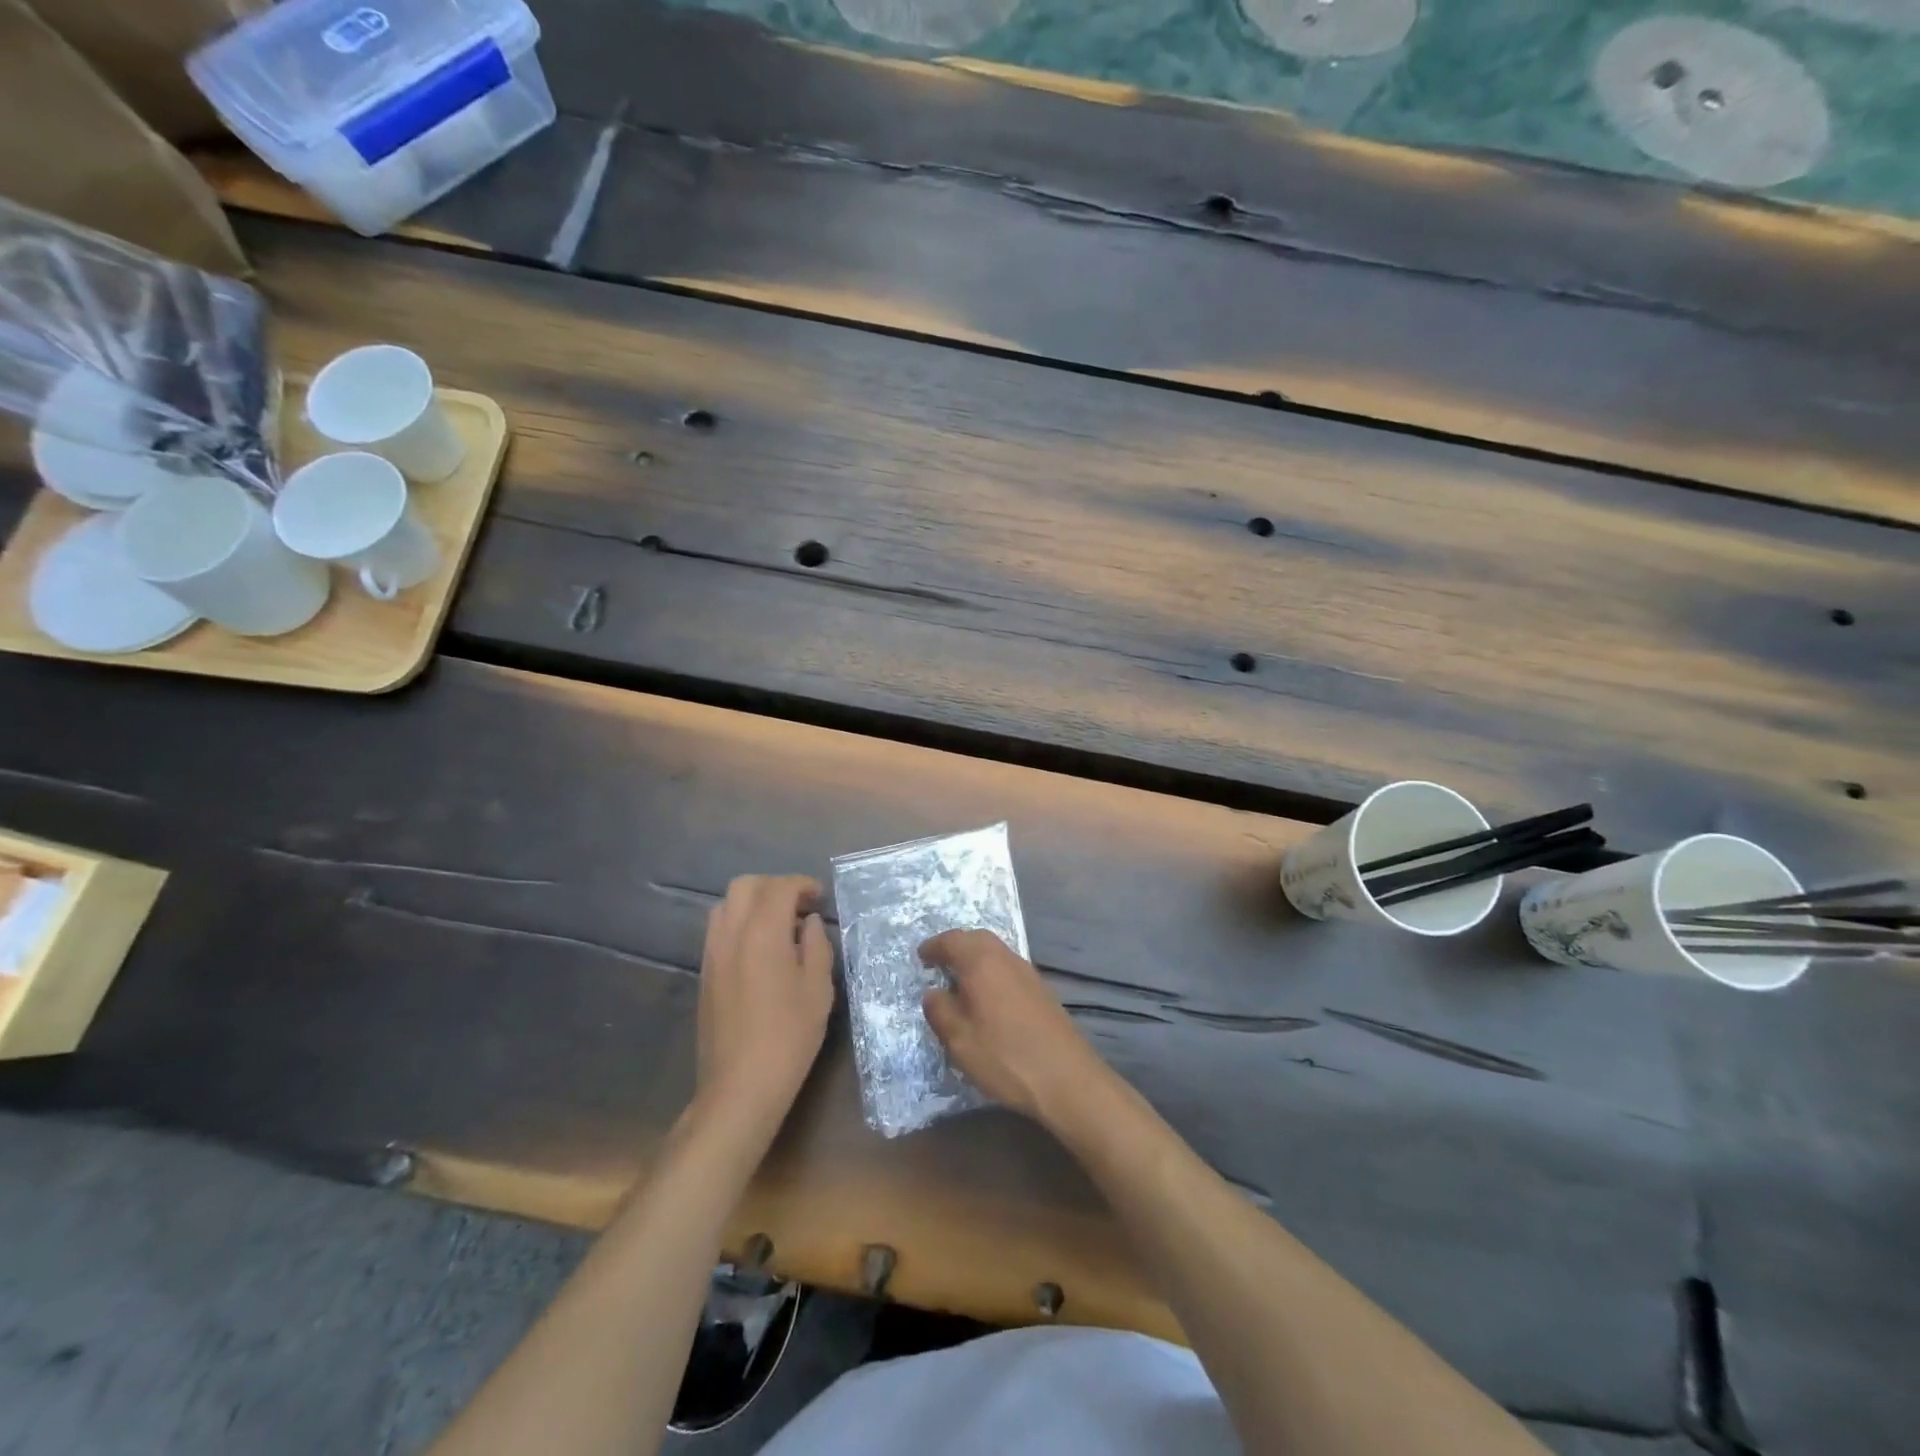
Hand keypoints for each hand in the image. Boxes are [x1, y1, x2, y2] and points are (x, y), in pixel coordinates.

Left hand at [697, 875, 834, 1130]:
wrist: (740, 1085)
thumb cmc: (789, 1036)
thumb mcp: (818, 989)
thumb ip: (816, 946)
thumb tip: (808, 923)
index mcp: (762, 933)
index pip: (780, 888)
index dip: (803, 885)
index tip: (820, 897)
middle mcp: (731, 934)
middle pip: (746, 886)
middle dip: (775, 886)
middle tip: (799, 906)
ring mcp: (712, 953)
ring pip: (726, 905)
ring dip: (754, 902)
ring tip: (779, 925)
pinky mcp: (704, 972)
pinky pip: (719, 929)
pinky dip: (740, 922)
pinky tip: (760, 948)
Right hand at [920, 929, 1112, 1125]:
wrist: (1067, 1078)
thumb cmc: (1005, 1056)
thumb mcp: (960, 1040)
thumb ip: (940, 1010)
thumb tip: (933, 992)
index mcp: (982, 963)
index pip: (952, 940)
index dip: (934, 946)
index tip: (921, 957)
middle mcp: (1006, 959)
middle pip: (977, 939)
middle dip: (956, 946)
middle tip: (939, 964)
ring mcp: (1028, 973)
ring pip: (996, 952)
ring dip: (975, 959)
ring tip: (960, 982)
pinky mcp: (1042, 990)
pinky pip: (1008, 968)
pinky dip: (991, 972)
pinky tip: (987, 998)